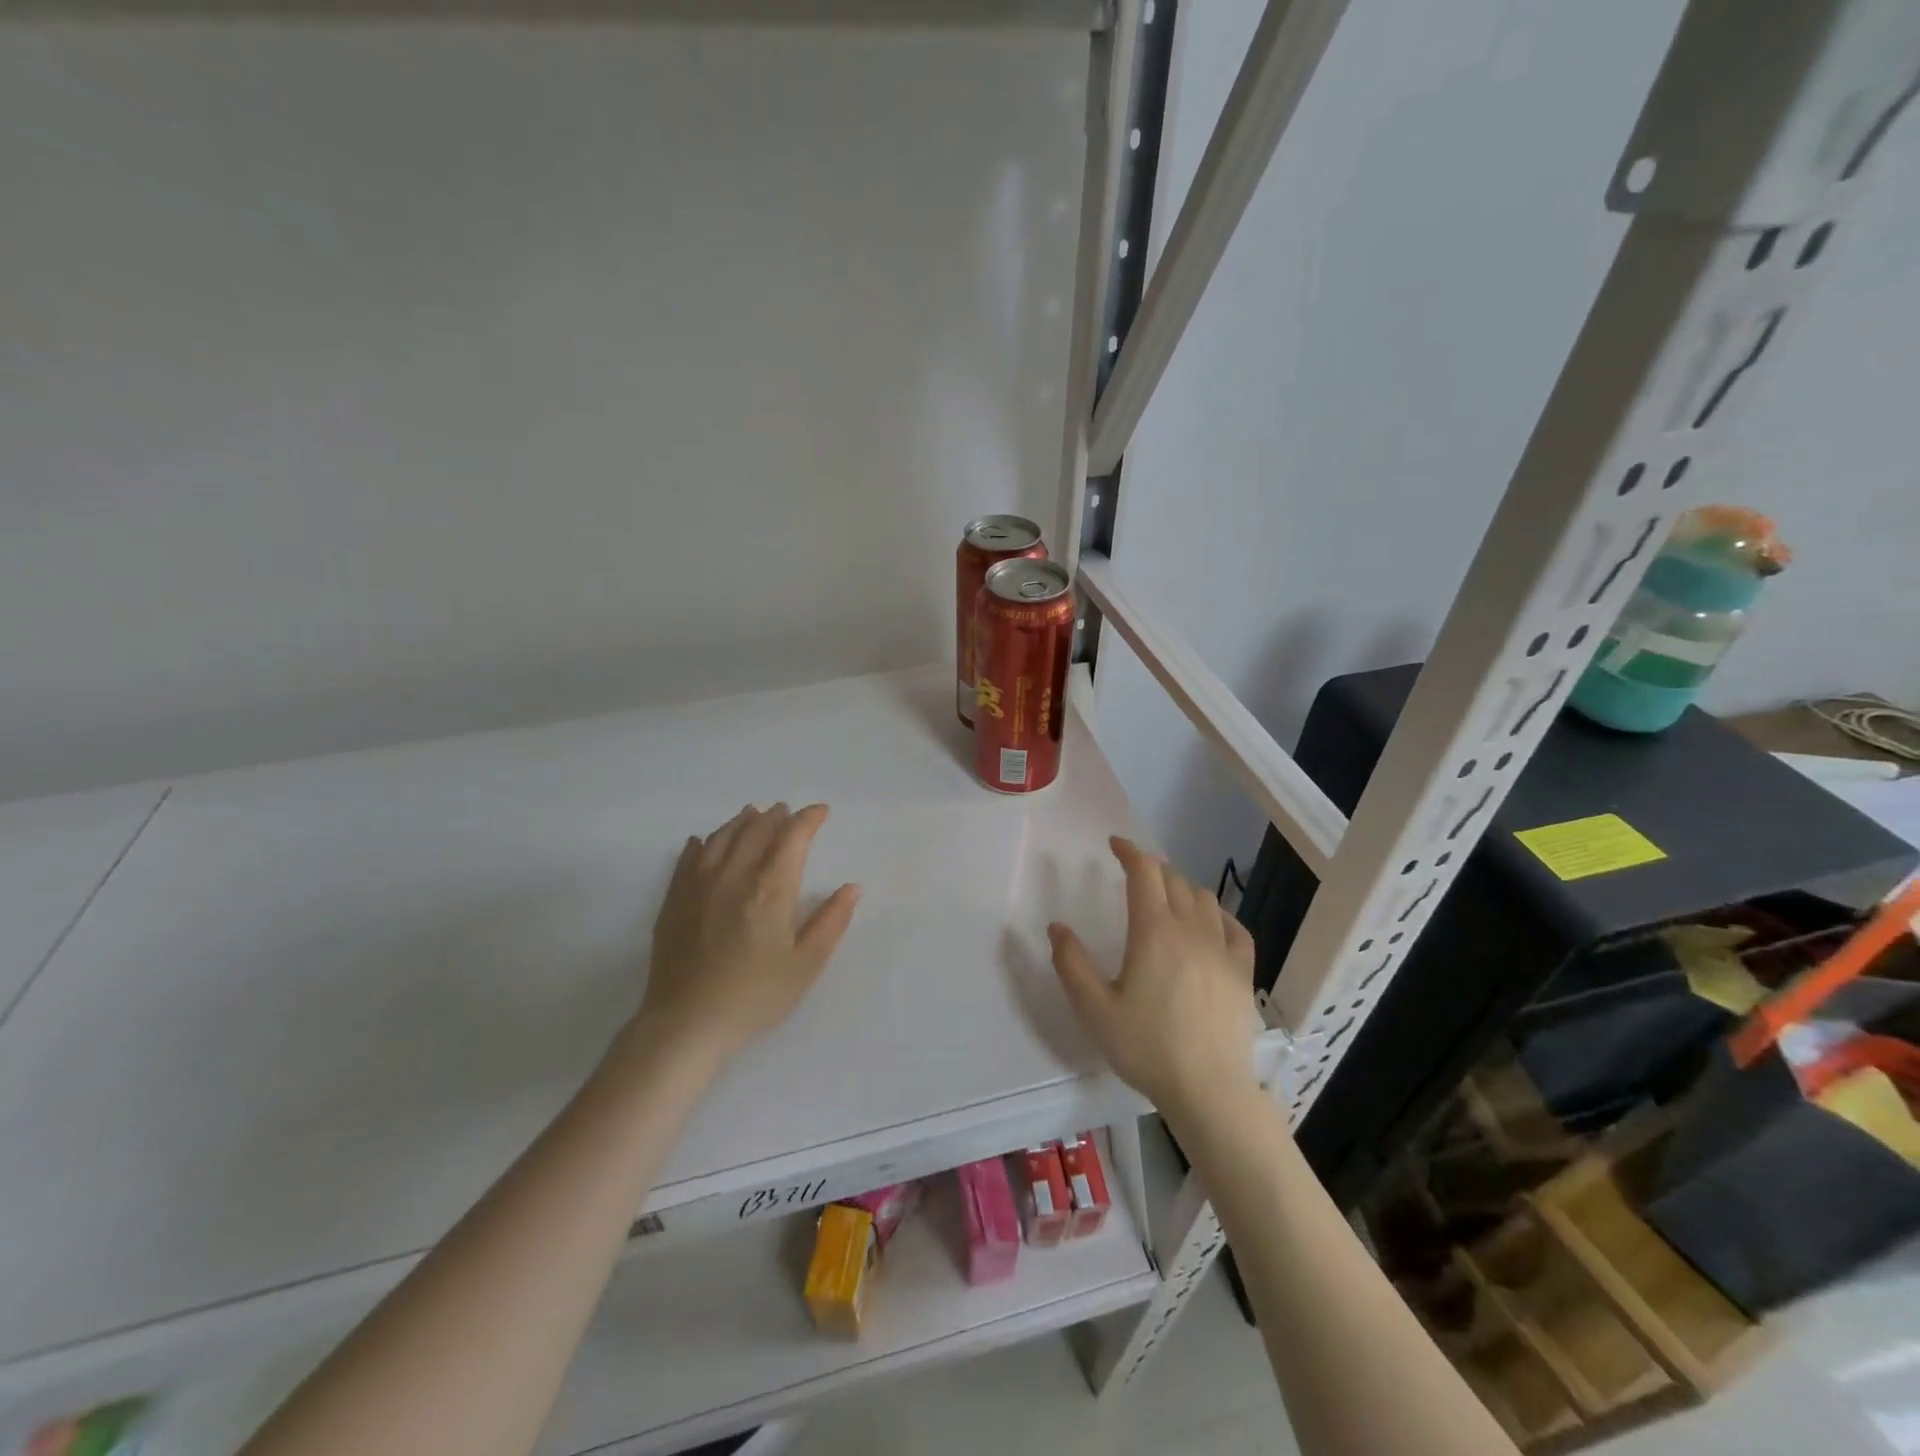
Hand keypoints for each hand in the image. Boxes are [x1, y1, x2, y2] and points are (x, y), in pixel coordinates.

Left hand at [634, 803, 860, 1061]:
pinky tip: (705, 841)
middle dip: (776, 816)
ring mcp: (698, 885)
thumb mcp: (805, 965)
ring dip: (741, 822)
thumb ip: (831, 922)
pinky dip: (703, 843)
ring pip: (721, 838)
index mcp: (770, 890)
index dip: (808, 819)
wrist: (686, 1024)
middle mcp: (734, 876)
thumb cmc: (755, 997)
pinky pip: (688, 858)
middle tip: (787, 811)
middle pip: (756, 831)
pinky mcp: (674, 900)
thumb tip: (852, 887)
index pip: (792, 838)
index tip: (821, 811)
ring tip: (753, 814)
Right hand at [1048, 836, 1259, 1117]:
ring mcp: (1222, 949)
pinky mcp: (1242, 971)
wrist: (1208, 1090)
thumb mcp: (1094, 1009)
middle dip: (1152, 869)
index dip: (1129, 851)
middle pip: (1174, 880)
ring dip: (1181, 888)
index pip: (1144, 872)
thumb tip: (1057, 927)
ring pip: (1204, 899)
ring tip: (1166, 900)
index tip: (1115, 844)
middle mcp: (1191, 930)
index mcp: (1153, 932)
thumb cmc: (1146, 1047)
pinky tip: (1209, 925)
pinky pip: (1234, 927)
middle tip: (1134, 876)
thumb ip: (1071, 964)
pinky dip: (1217, 915)